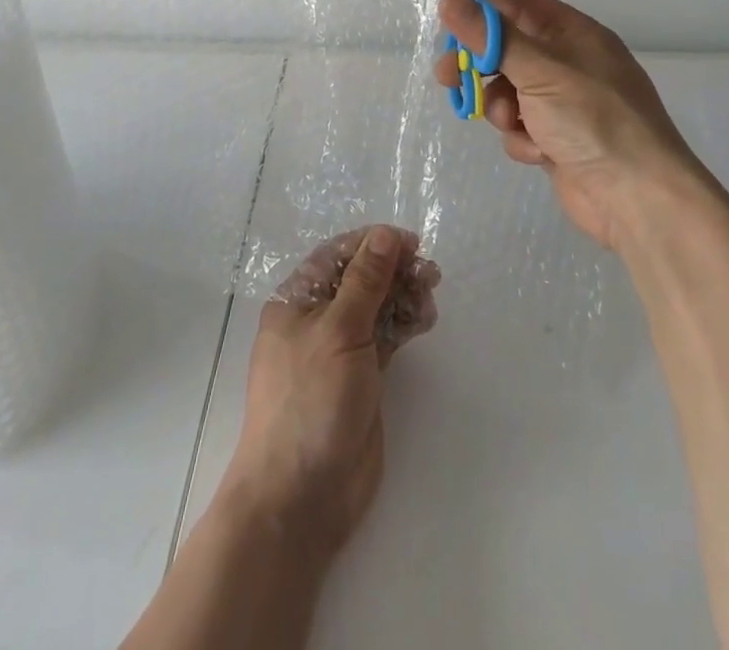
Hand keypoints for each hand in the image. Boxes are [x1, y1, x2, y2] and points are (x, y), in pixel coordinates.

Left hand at [224, 226, 439, 561]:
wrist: (301, 495)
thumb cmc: (311, 400)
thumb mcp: (339, 330)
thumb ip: (365, 281)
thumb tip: (385, 234)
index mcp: (297, 300)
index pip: (337, 255)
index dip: (373, 243)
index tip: (411, 243)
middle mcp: (317, 318)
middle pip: (360, 278)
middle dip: (394, 269)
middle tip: (429, 273)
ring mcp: (340, 349)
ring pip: (377, 306)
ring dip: (404, 295)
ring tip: (430, 296)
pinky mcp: (361, 376)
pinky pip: (386, 336)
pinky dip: (405, 324)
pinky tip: (425, 320)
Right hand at [434, 0, 717, 251]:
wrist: (638, 200)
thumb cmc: (593, 119)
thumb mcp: (539, 71)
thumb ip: (491, 37)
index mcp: (575, 34)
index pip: (520, 6)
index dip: (483, 10)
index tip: (448, 24)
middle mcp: (570, 63)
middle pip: (508, 49)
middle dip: (479, 65)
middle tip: (446, 76)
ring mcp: (565, 103)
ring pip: (509, 91)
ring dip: (501, 107)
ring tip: (511, 122)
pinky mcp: (558, 139)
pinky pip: (521, 126)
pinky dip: (522, 138)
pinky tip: (537, 151)